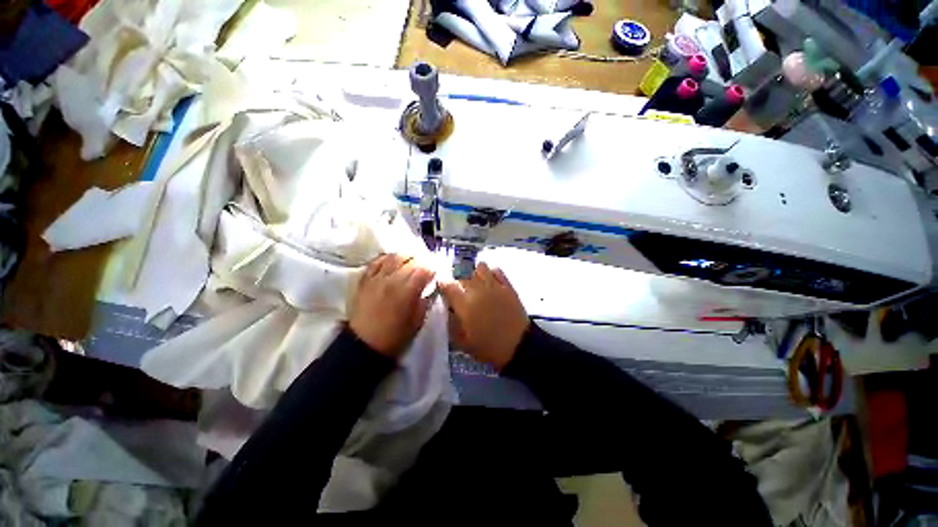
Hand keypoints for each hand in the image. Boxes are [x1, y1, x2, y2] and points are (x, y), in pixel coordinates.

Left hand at [350, 254, 435, 357]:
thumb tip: (428, 289)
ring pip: (393, 257)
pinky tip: (392, 259)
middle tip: (427, 264)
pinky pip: (376, 262)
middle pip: (410, 260)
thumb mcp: (417, 322)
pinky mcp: (365, 280)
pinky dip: (386, 258)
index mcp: (407, 291)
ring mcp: (376, 278)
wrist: (363, 345)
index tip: (437, 271)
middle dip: (422, 260)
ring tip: (412, 258)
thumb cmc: (394, 337)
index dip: (433, 268)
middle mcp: (392, 280)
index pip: (424, 270)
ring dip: (406, 255)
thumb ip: (424, 302)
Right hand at [440, 263, 528, 370]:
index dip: (442, 284)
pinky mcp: (507, 285)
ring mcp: (494, 285)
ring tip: (475, 283)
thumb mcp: (463, 341)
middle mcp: (478, 289)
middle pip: (462, 274)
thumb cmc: (488, 347)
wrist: (519, 346)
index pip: (447, 284)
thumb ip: (451, 322)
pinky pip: (496, 270)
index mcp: (464, 303)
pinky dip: (490, 272)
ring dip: (474, 273)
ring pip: (479, 267)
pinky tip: (490, 281)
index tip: (442, 289)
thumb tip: (446, 308)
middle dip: (457, 280)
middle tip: (459, 290)